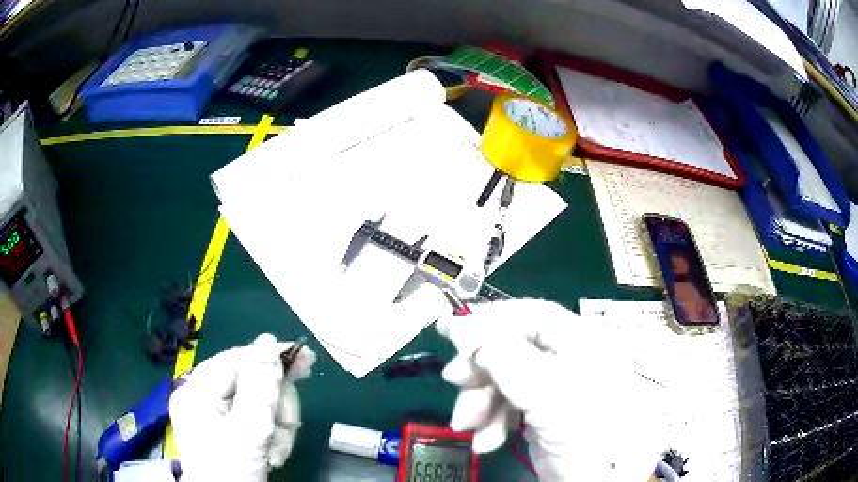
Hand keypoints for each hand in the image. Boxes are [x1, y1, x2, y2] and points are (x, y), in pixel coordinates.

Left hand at [169, 334, 315, 481]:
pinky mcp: (229, 433)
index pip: (236, 360)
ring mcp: (216, 418)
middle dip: (275, 406)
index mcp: (197, 391)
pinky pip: (257, 422)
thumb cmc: (232, 471)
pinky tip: (274, 453)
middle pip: (249, 383)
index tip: (304, 360)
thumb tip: (268, 342)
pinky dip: (272, 436)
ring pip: (258, 405)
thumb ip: (260, 387)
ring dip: (277, 427)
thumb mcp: (249, 431)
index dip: (269, 358)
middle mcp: (203, 399)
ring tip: (279, 449)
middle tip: (292, 422)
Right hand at [437, 299, 664, 480]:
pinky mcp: (538, 416)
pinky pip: (505, 407)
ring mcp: (551, 390)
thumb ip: (504, 355)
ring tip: (468, 424)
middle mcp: (566, 361)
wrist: (600, 480)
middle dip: (481, 369)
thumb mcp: (547, 389)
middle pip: (511, 349)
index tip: (452, 328)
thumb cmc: (586, 428)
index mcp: (580, 341)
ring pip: (503, 381)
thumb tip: (463, 326)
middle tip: (456, 381)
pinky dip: (490, 422)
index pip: (531, 315)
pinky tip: (487, 440)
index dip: (491, 319)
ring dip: (480, 402)